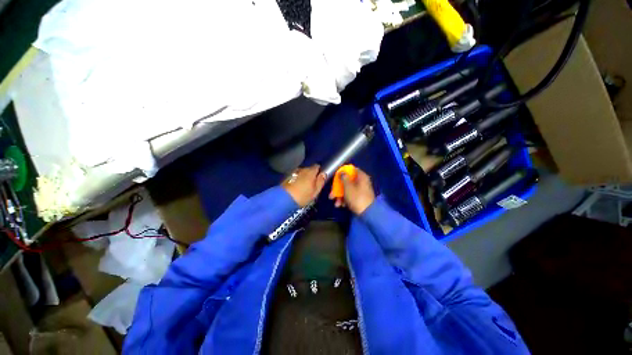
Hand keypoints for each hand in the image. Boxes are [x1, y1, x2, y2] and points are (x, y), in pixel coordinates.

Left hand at [282, 165, 326, 206]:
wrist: (284, 199)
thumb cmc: (303, 196)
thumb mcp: (315, 191)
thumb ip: (320, 181)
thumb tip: (324, 174)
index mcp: (310, 172)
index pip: (317, 166)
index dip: (319, 171)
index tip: (319, 178)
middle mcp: (302, 169)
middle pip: (309, 169)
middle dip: (311, 175)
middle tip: (312, 185)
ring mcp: (294, 172)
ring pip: (302, 173)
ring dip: (303, 177)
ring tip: (303, 187)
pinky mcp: (287, 176)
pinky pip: (295, 176)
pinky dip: (297, 179)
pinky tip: (296, 187)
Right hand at [329, 168, 374, 214]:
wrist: (368, 214)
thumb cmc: (356, 198)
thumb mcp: (348, 187)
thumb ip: (344, 178)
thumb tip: (342, 172)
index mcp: (361, 177)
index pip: (352, 170)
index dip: (343, 172)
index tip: (336, 177)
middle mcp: (362, 182)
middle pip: (348, 181)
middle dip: (338, 188)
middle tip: (331, 194)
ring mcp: (362, 190)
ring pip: (348, 189)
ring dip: (340, 196)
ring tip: (336, 203)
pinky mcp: (360, 198)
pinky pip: (351, 196)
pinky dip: (345, 199)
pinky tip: (341, 205)